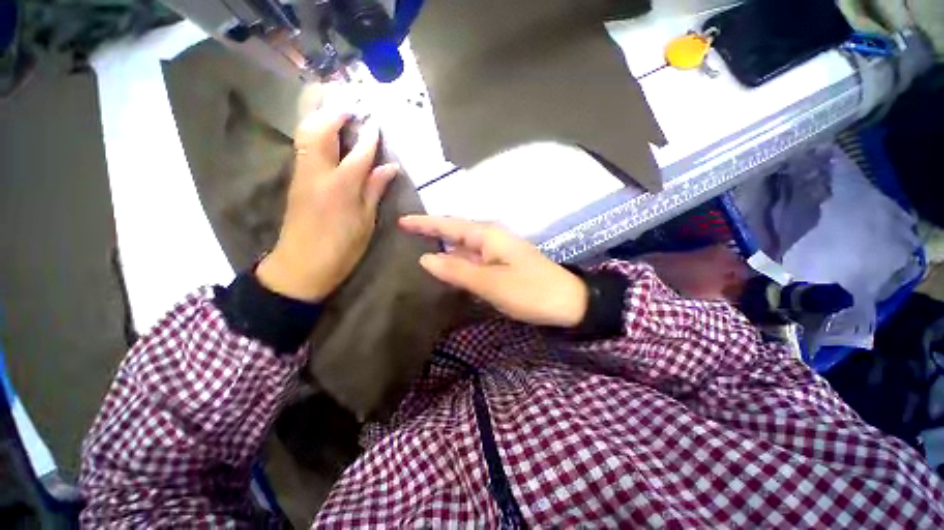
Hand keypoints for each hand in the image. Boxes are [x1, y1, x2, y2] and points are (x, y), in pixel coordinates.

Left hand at [256, 111, 397, 301]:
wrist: (301, 266)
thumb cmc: (341, 248)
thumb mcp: (366, 222)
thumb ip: (375, 190)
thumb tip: (390, 167)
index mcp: (342, 187)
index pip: (359, 152)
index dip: (370, 137)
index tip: (377, 123)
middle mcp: (318, 174)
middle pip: (320, 131)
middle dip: (334, 113)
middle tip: (350, 105)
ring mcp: (302, 175)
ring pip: (306, 135)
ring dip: (320, 117)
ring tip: (336, 110)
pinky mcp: (296, 181)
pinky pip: (304, 149)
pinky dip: (313, 133)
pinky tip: (326, 134)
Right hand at [399, 215, 587, 326]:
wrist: (568, 302)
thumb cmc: (530, 291)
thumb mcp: (490, 282)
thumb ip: (456, 270)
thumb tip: (425, 259)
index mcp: (488, 235)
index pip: (449, 225)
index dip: (425, 223)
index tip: (402, 221)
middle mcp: (491, 239)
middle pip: (456, 232)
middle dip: (432, 231)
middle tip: (406, 233)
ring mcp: (497, 252)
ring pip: (464, 246)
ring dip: (444, 246)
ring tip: (419, 247)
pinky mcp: (502, 265)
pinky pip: (473, 259)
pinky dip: (458, 261)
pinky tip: (448, 266)